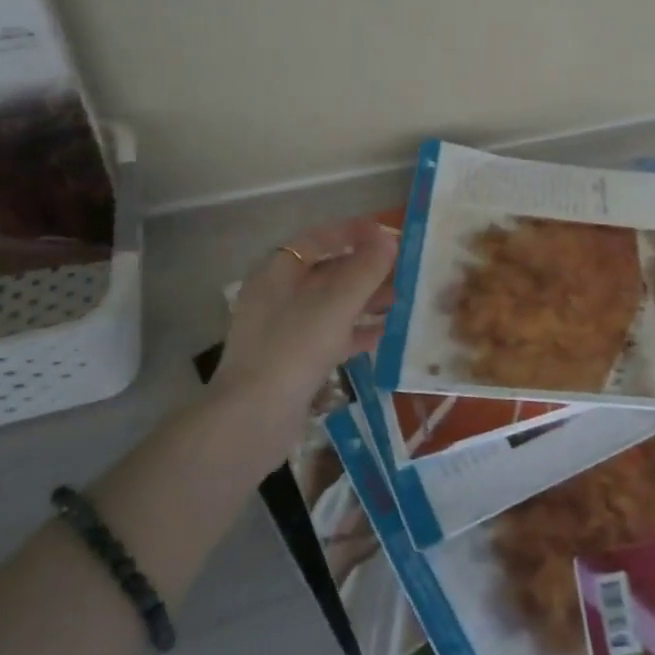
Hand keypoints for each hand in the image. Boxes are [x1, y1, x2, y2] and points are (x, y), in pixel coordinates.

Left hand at [215, 217, 397, 410]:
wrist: (253, 420)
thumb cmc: (294, 348)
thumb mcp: (336, 303)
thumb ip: (365, 268)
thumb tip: (388, 239)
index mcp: (277, 274)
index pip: (316, 239)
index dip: (350, 233)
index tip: (384, 233)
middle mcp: (276, 297)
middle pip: (325, 272)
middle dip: (363, 270)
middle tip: (401, 270)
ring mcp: (282, 332)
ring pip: (330, 306)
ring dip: (364, 301)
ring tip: (400, 301)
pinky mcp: (292, 363)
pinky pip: (329, 336)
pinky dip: (355, 332)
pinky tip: (384, 336)